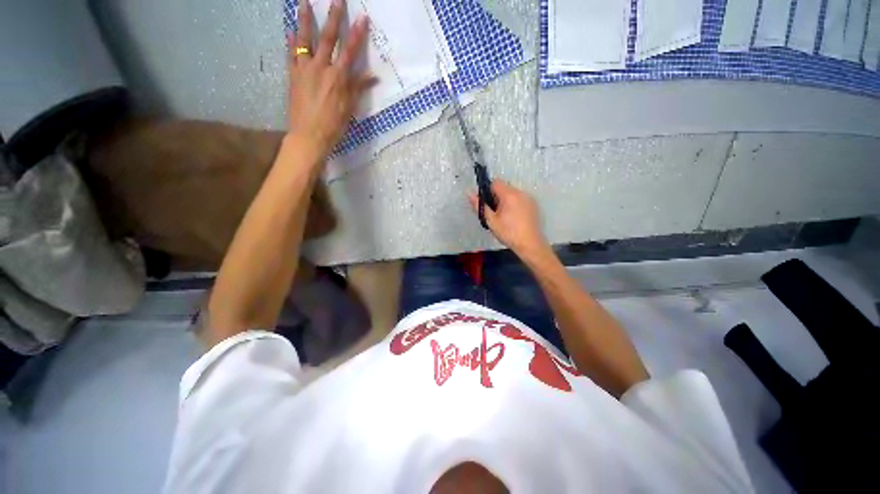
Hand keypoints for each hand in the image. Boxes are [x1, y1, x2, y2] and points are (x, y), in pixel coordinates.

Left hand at [287, 0, 376, 159]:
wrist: (309, 135)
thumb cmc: (333, 125)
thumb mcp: (350, 109)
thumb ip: (359, 88)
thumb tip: (373, 76)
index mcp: (338, 78)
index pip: (350, 51)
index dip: (357, 34)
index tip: (363, 18)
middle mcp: (321, 68)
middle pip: (328, 38)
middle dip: (333, 17)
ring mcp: (304, 69)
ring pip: (305, 40)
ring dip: (304, 19)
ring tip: (303, 2)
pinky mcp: (292, 75)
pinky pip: (291, 54)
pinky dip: (291, 42)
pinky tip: (290, 32)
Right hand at [468, 181, 548, 256]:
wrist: (530, 244)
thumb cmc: (508, 233)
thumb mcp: (491, 221)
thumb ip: (480, 206)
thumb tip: (469, 193)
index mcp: (509, 195)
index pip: (495, 182)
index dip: (487, 190)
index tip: (486, 203)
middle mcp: (520, 193)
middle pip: (504, 187)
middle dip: (497, 196)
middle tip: (494, 213)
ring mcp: (529, 198)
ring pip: (512, 193)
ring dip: (505, 200)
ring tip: (504, 217)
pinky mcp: (533, 205)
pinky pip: (520, 199)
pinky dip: (514, 204)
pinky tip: (513, 218)